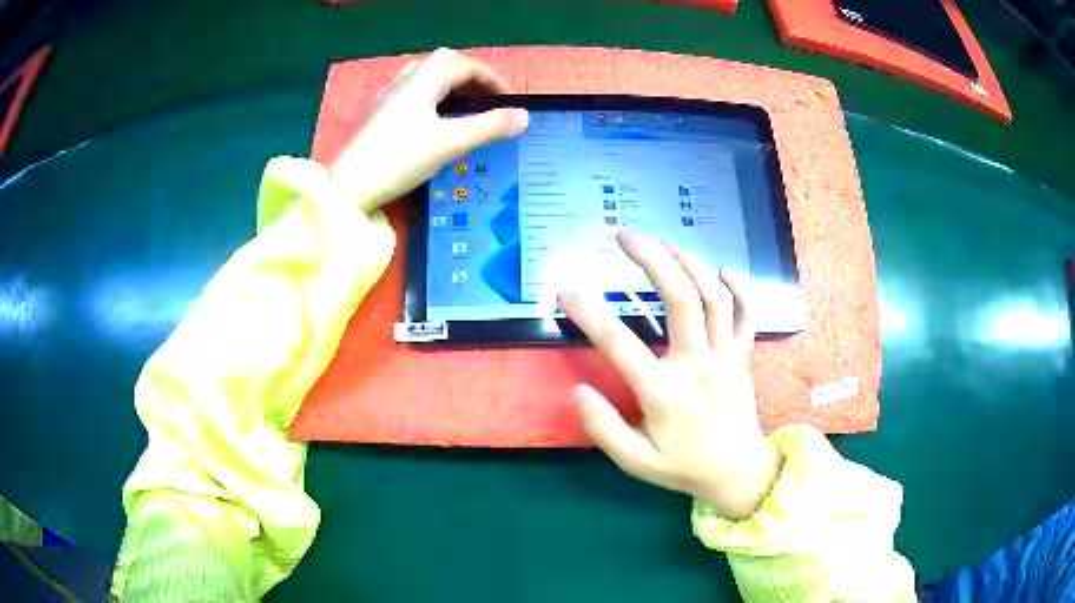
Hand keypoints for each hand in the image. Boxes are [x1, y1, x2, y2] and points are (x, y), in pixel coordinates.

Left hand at [331, 48, 528, 211]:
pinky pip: (411, 87)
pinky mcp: (380, 111)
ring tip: (461, 105)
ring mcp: (391, 94)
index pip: (467, 66)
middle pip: (446, 61)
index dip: (493, 79)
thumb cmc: (401, 159)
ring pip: (426, 71)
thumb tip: (524, 116)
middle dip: (471, 75)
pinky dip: (430, 91)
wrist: (351, 185)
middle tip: (485, 100)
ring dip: (449, 80)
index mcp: (426, 80)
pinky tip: (431, 114)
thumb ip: (490, 127)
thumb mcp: (451, 143)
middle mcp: (408, 79)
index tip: (509, 102)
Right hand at [559, 232, 780, 519]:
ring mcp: (726, 357)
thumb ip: (605, 429)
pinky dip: (741, 286)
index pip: (621, 346)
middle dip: (652, 260)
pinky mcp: (744, 356)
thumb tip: (578, 391)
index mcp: (665, 394)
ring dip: (689, 262)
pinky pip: (748, 313)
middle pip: (681, 300)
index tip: (567, 292)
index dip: (590, 315)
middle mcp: (698, 366)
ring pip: (714, 297)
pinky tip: (723, 269)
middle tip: (625, 236)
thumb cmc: (684, 467)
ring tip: (663, 243)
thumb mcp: (636, 462)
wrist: (738, 473)